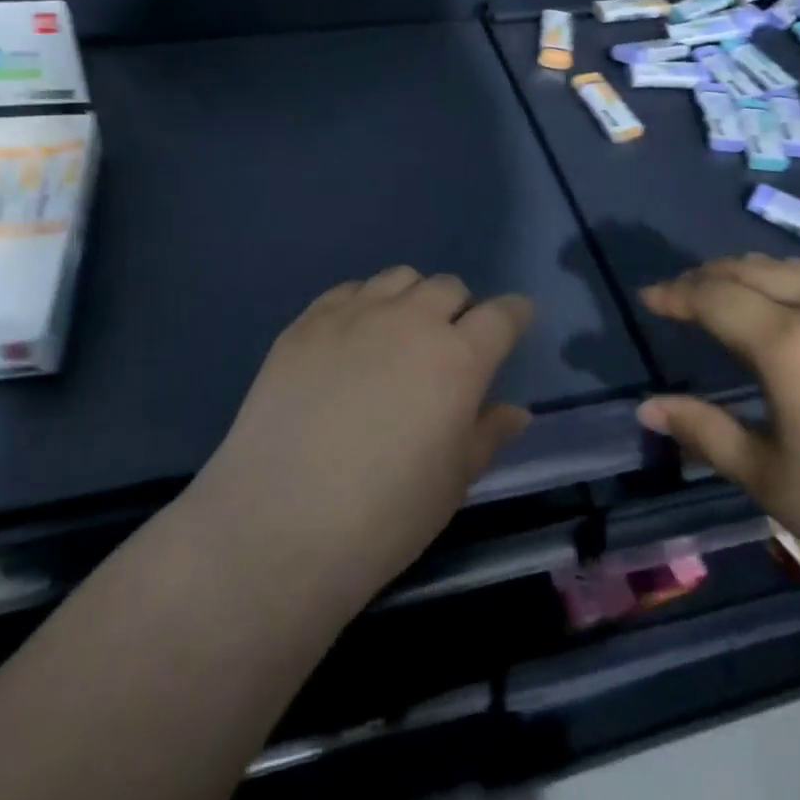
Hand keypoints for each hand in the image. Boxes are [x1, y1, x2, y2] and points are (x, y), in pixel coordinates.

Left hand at [192, 267, 532, 610]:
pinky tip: (352, 338)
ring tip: (400, 333)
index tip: (517, 320)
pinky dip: (363, 304)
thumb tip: (515, 411)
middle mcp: (410, 321)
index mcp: (457, 358)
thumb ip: (487, 434)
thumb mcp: (453, 481)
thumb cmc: (385, 514)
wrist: (282, 521)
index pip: (501, 315)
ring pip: (398, 278)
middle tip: (450, 341)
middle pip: (448, 287)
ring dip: (412, 298)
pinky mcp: (307, 321)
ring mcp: (354, 315)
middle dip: (460, 308)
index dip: (514, 314)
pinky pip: (348, 290)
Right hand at [637, 254, 799, 635]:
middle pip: (752, 270)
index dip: (674, 294)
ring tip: (724, 292)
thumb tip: (647, 407)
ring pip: (794, 270)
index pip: (714, 297)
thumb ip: (704, 432)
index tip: (646, 298)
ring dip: (749, 272)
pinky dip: (788, 283)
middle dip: (707, 275)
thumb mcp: (772, 481)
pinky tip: (787, 314)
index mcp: (788, 344)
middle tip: (678, 295)